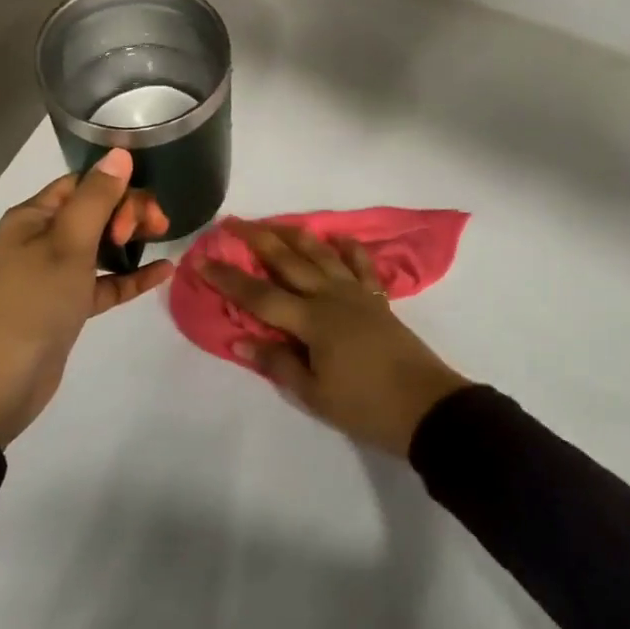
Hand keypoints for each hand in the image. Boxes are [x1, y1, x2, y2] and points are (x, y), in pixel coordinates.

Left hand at [0, 149, 172, 446]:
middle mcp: (41, 240)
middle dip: (128, 213)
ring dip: (131, 241)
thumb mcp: (67, 245)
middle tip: (157, 228)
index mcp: (33, 217)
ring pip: (100, 247)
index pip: (82, 185)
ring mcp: (53, 276)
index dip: (117, 189)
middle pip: (94, 212)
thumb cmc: (31, 304)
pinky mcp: (65, 307)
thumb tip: (120, 152)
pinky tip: (163, 273)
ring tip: (164, 240)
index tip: (144, 209)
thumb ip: (97, 198)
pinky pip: (103, 283)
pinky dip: (129, 276)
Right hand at [201, 222, 469, 456]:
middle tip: (232, 223)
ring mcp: (357, 294)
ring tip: (274, 222)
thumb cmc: (365, 406)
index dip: (228, 279)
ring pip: (321, 254)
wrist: (426, 406)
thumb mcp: (314, 394)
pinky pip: (362, 265)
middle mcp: (331, 296)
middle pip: (288, 261)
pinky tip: (339, 238)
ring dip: (295, 235)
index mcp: (311, 320)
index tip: (203, 261)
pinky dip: (349, 249)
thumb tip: (239, 340)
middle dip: (257, 240)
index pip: (259, 296)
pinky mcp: (378, 299)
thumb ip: (277, 362)